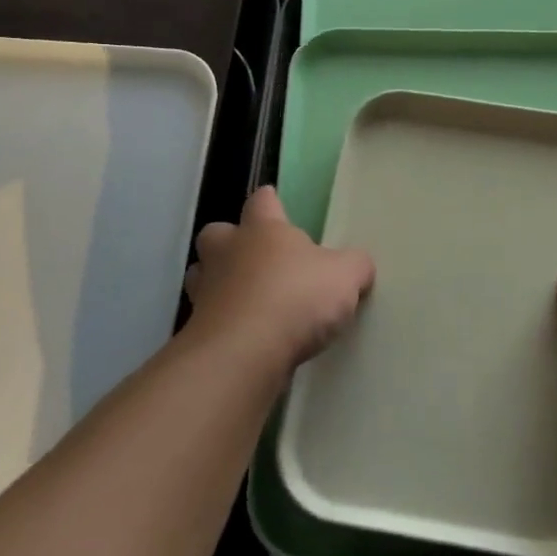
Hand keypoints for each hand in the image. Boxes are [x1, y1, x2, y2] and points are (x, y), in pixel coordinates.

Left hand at [183, 187, 374, 374]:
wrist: (243, 354)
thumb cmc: (295, 298)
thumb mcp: (345, 277)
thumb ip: (354, 265)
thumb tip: (359, 264)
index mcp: (263, 230)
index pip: (262, 202)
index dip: (269, 201)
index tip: (273, 201)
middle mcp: (227, 252)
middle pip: (216, 234)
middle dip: (229, 242)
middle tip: (253, 258)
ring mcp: (206, 291)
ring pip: (201, 275)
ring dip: (218, 283)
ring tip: (245, 300)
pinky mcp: (197, 330)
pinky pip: (207, 318)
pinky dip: (221, 323)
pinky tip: (243, 338)